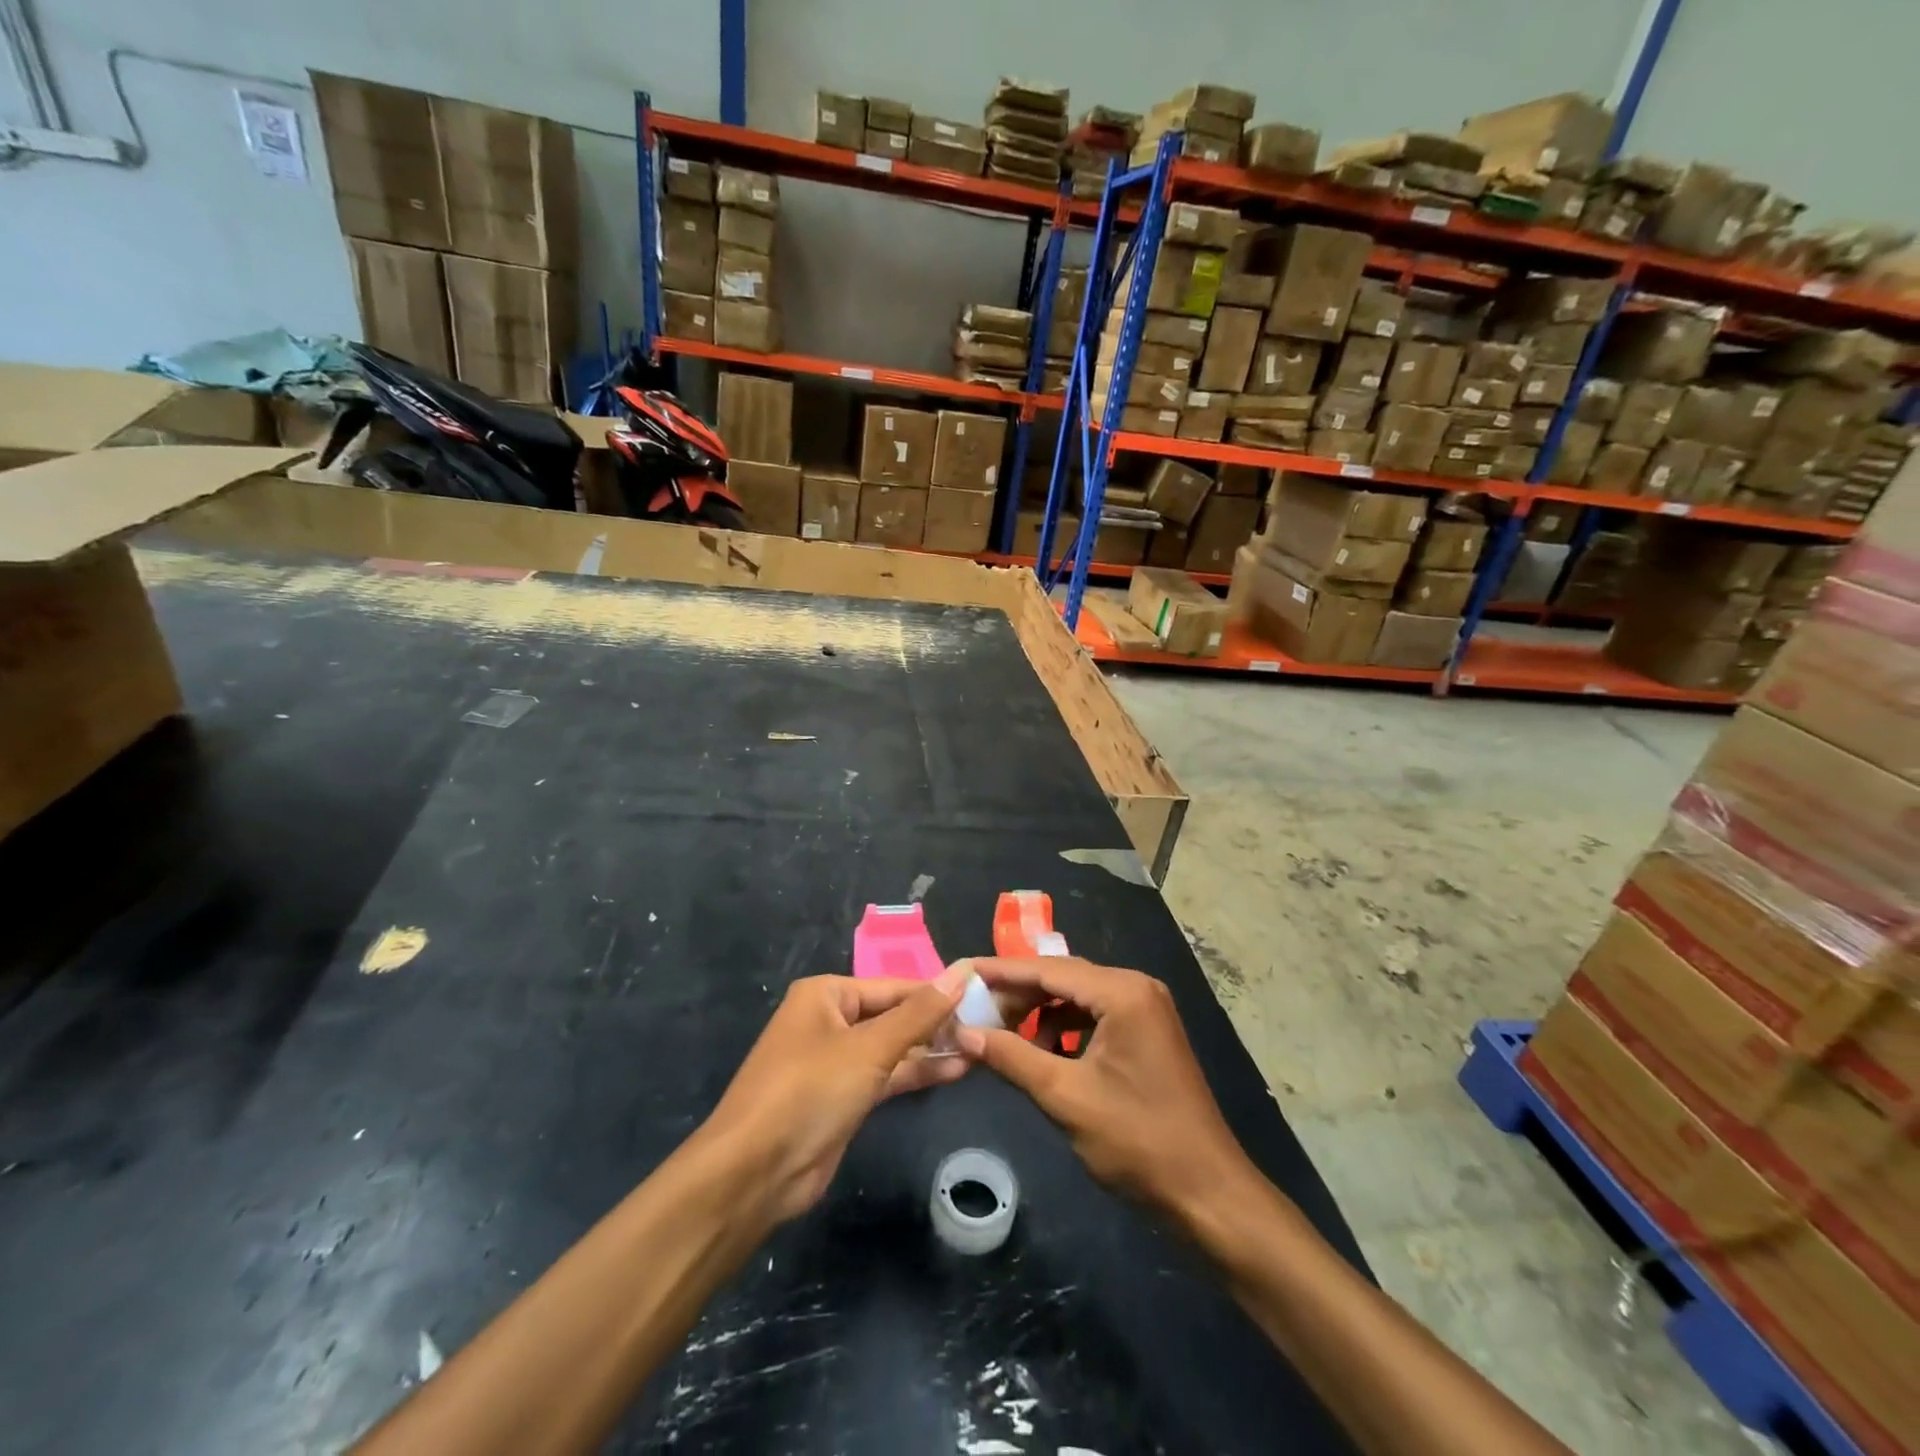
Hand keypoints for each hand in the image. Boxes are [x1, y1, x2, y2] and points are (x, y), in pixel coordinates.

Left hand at [701, 966, 969, 1224]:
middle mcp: (829, 1020)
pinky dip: (916, 1073)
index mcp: (826, 994)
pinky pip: (886, 1076)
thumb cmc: (809, 1091)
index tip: (983, 996)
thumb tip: (961, 973)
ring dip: (931, 1050)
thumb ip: (919, 1013)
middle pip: (893, 1015)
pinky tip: (954, 1071)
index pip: (894, 986)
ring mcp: (835, 1061)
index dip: (937, 992)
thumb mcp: (869, 1048)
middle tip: (988, 1026)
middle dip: (936, 1023)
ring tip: (980, 1048)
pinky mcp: (842, 1098)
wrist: (753, 1174)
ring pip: (892, 1047)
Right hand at [957, 957, 1251, 1219]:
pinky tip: (1043, 1053)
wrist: (1208, 1193)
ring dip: (1040, 1013)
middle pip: (1063, 978)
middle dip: (1018, 994)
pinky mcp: (1147, 1032)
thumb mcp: (1065, 1097)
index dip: (1000, 972)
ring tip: (1003, 1036)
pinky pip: (1095, 1015)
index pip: (1048, 969)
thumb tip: (963, 1032)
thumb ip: (1012, 1056)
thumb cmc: (1138, 1141)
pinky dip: (1065, 1028)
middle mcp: (1136, 987)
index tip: (961, 972)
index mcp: (1122, 992)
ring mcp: (1146, 1009)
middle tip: (974, 1011)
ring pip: (1077, 997)